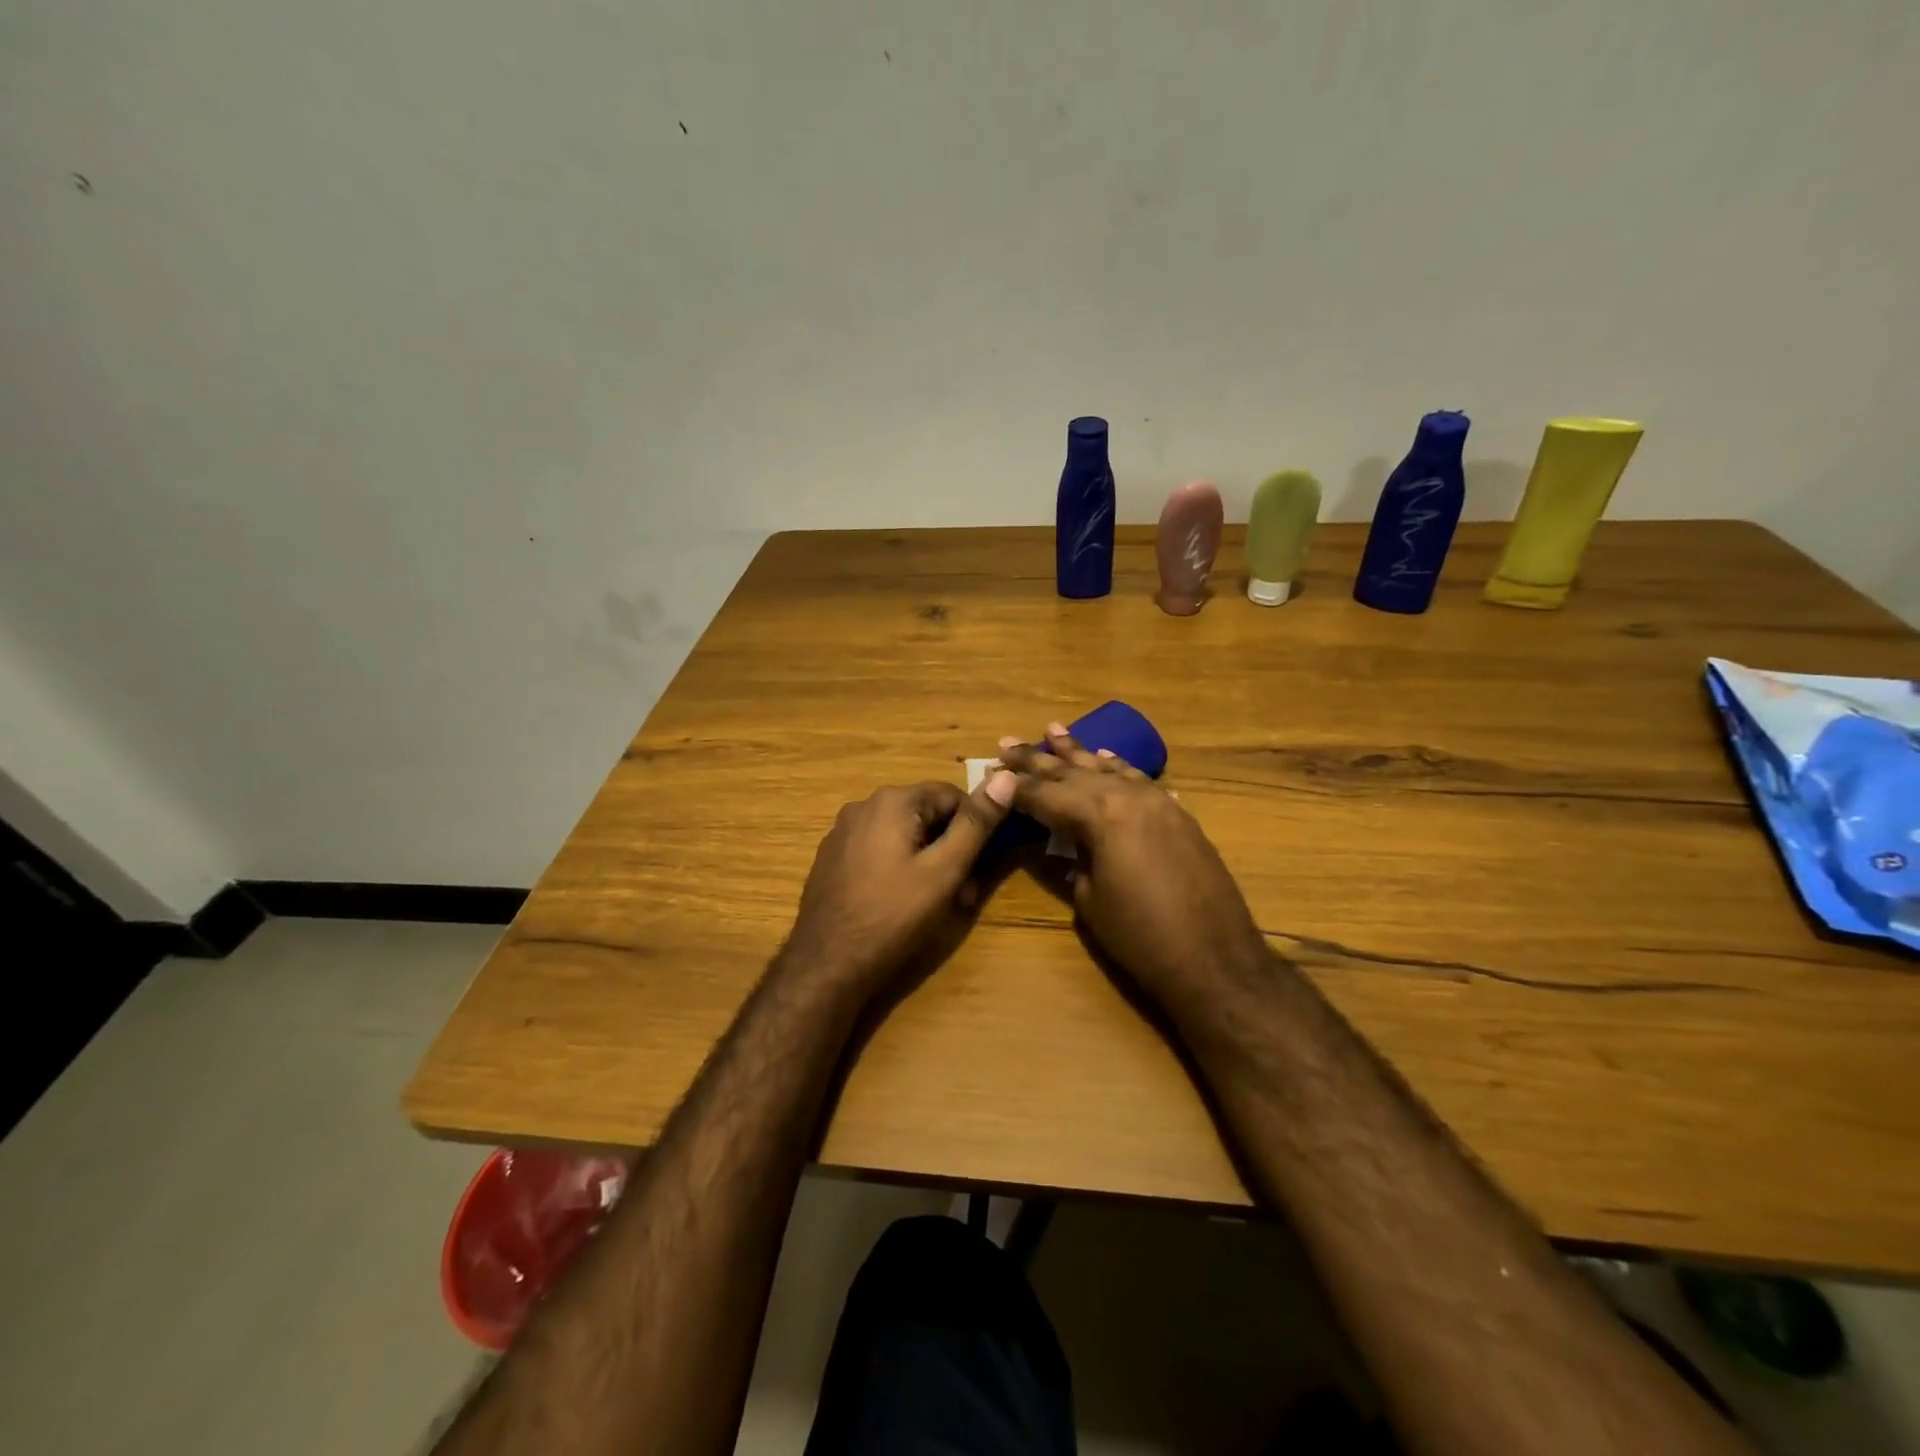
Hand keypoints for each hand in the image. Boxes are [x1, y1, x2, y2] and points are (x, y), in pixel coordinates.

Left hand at [780, 774, 1016, 998]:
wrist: (827, 962)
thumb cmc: (893, 915)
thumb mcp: (944, 870)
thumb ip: (976, 823)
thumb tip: (1006, 776)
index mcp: (892, 801)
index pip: (951, 795)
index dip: (974, 828)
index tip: (980, 866)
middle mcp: (863, 805)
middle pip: (924, 814)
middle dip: (949, 848)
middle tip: (963, 892)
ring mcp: (842, 832)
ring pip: (901, 834)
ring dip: (926, 860)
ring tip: (935, 903)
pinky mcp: (832, 858)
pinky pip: (876, 850)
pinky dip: (897, 867)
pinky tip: (899, 902)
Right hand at [999, 725, 1269, 1009]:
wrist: (1215, 961)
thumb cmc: (1141, 937)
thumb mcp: (1089, 901)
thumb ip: (1071, 860)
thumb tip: (1061, 842)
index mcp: (1100, 815)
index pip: (1046, 794)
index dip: (1015, 786)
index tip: (990, 771)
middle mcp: (1129, 796)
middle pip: (1074, 773)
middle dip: (1038, 759)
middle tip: (1007, 742)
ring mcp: (1159, 802)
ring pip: (1109, 768)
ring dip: (1079, 752)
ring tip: (1053, 730)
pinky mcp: (1179, 815)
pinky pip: (1141, 780)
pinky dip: (1119, 767)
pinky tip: (1106, 757)